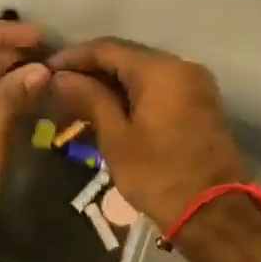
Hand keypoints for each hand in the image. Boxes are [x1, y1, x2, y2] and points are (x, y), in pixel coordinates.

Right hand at [49, 39, 244, 228]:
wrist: (214, 213)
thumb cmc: (158, 175)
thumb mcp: (116, 137)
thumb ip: (89, 98)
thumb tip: (61, 77)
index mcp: (161, 70)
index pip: (107, 48)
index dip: (73, 57)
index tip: (46, 69)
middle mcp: (182, 66)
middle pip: (126, 56)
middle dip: (90, 69)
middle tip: (57, 85)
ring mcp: (194, 84)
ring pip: (142, 72)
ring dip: (110, 82)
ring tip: (76, 99)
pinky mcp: (199, 103)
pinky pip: (158, 86)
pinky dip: (132, 93)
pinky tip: (107, 108)